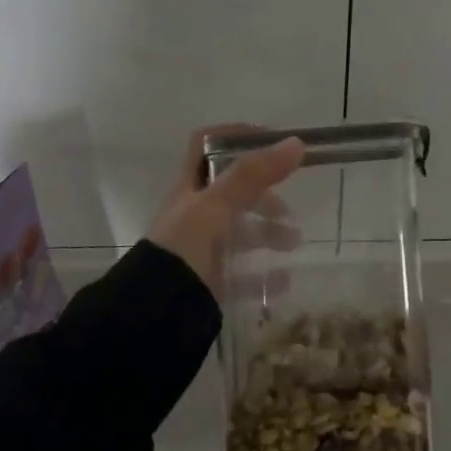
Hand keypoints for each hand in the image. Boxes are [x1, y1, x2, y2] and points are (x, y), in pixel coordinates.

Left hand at [147, 127, 306, 301]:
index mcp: (190, 188)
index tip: (272, 140)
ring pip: (240, 231)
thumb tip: (296, 142)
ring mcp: (201, 249)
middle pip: (233, 191)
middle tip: (290, 207)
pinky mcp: (209, 281)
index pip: (207, 145)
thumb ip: (253, 175)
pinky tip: (284, 279)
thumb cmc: (183, 249)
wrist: (154, 315)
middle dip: (266, 195)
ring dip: (270, 233)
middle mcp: (194, 214)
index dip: (236, 135)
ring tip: (295, 242)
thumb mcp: (216, 206)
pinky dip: (265, 274)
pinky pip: (242, 273)